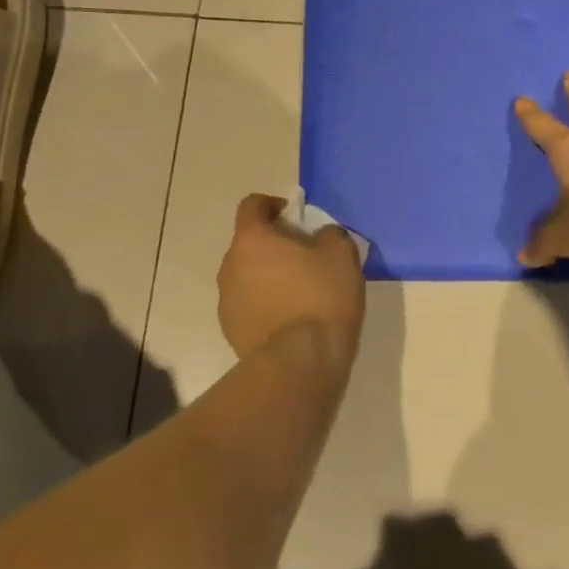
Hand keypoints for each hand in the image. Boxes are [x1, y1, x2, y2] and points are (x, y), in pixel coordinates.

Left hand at [217, 194, 365, 362]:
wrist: (299, 364)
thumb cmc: (320, 297)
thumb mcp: (341, 253)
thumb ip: (329, 234)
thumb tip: (320, 237)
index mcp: (251, 239)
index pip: (252, 205)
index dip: (272, 205)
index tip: (294, 216)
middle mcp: (230, 265)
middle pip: (248, 243)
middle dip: (272, 244)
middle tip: (304, 257)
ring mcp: (227, 301)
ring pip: (247, 276)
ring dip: (267, 276)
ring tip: (299, 292)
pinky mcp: (231, 332)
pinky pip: (249, 306)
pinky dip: (265, 305)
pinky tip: (290, 320)